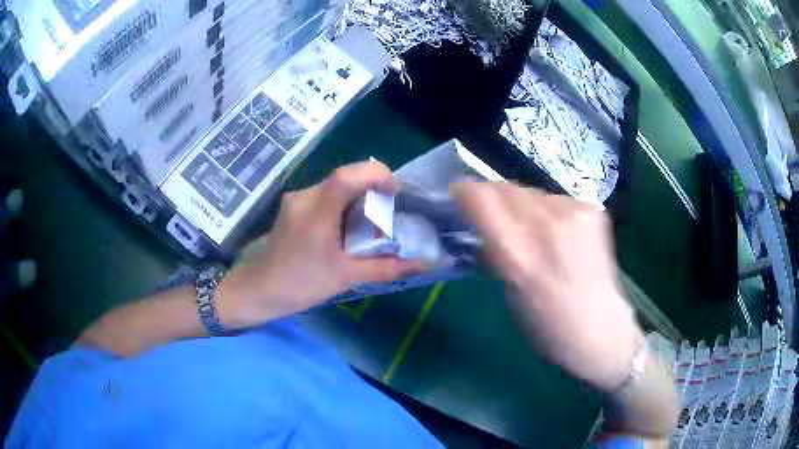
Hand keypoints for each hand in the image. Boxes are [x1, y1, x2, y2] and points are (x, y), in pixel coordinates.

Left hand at [217, 161, 423, 328]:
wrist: (258, 290)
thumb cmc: (301, 285)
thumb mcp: (346, 277)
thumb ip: (385, 268)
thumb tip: (422, 264)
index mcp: (317, 213)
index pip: (347, 176)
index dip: (376, 175)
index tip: (393, 194)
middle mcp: (305, 196)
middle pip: (344, 178)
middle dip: (370, 190)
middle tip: (384, 216)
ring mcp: (296, 199)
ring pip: (334, 186)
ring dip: (356, 199)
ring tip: (365, 227)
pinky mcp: (292, 205)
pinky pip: (323, 195)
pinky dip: (341, 205)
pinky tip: (343, 230)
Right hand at [451, 182, 642, 391]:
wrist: (602, 330)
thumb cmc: (547, 327)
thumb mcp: (509, 293)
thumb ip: (496, 252)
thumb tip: (484, 227)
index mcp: (518, 254)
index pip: (480, 197)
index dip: (463, 192)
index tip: (459, 197)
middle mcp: (547, 224)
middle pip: (505, 187)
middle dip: (491, 197)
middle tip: (491, 216)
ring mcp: (574, 212)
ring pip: (530, 191)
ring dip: (520, 205)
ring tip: (530, 230)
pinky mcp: (593, 209)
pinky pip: (555, 199)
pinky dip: (547, 211)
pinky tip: (557, 234)